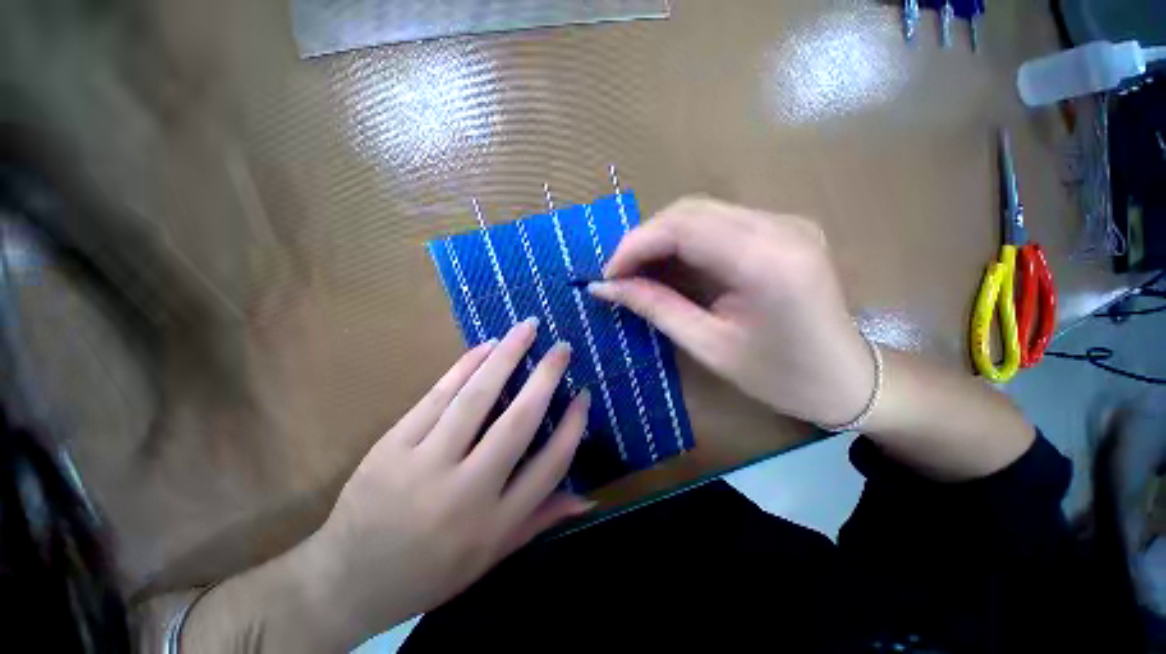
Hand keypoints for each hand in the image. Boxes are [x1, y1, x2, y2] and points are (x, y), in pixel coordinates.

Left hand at [306, 318, 590, 645]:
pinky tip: (486, 346)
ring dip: (506, 357)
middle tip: (562, 347)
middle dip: (545, 378)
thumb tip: (588, 497)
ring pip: (475, 399)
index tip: (584, 393)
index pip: (549, 465)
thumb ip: (541, 520)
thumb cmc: (431, 571)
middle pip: (517, 423)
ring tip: (525, 328)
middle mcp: (465, 492)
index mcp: (494, 523)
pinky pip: (437, 396)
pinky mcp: (391, 446)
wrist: (347, 579)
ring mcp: (424, 465)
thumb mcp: (492, 556)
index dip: (572, 425)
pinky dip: (465, 366)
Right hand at [589, 197, 872, 427]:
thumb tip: (605, 288)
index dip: (635, 245)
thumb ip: (655, 308)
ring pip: (701, 211)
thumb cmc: (782, 376)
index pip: (682, 226)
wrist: (850, 380)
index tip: (608, 275)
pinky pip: (718, 221)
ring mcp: (784, 221)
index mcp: (766, 260)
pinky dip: (684, 240)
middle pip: (690, 210)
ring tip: (637, 272)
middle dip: (644, 239)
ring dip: (661, 238)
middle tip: (619, 275)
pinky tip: (670, 265)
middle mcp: (779, 226)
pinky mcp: (782, 228)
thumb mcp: (709, 346)